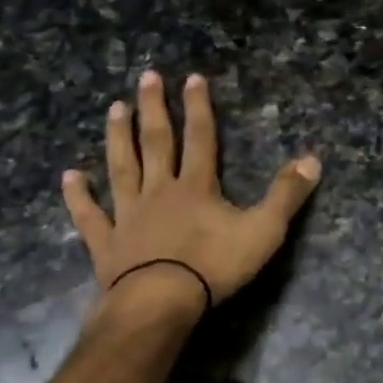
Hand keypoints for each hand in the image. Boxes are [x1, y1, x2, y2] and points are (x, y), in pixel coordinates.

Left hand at [62, 70, 320, 316]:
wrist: (159, 305)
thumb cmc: (213, 267)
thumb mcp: (263, 230)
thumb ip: (287, 194)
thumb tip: (313, 158)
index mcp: (196, 186)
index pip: (200, 138)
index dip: (199, 107)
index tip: (192, 77)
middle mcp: (159, 191)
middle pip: (156, 142)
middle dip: (154, 108)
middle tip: (146, 77)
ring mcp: (129, 216)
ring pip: (122, 168)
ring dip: (118, 137)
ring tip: (114, 108)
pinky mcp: (107, 244)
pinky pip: (90, 216)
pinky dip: (78, 196)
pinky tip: (69, 177)